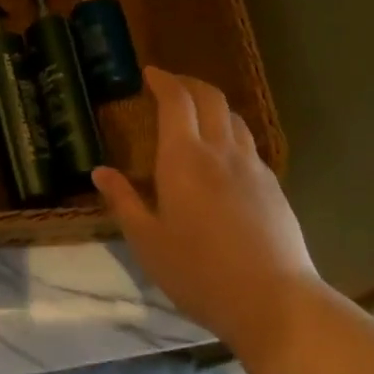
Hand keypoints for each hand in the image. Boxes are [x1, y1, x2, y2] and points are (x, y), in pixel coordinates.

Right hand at [92, 67, 317, 352]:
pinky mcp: (273, 186)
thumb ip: (123, 201)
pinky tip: (224, 155)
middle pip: (210, 98)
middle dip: (188, 83)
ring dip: (212, 105)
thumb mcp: (147, 241)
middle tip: (170, 84)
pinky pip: (248, 143)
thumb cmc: (198, 272)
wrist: (273, 301)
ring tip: (197, 114)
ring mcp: (252, 167)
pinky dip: (230, 132)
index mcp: (184, 158)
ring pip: (234, 118)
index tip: (150, 73)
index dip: (163, 80)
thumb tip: (100, 172)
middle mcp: (220, 151)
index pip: (176, 100)